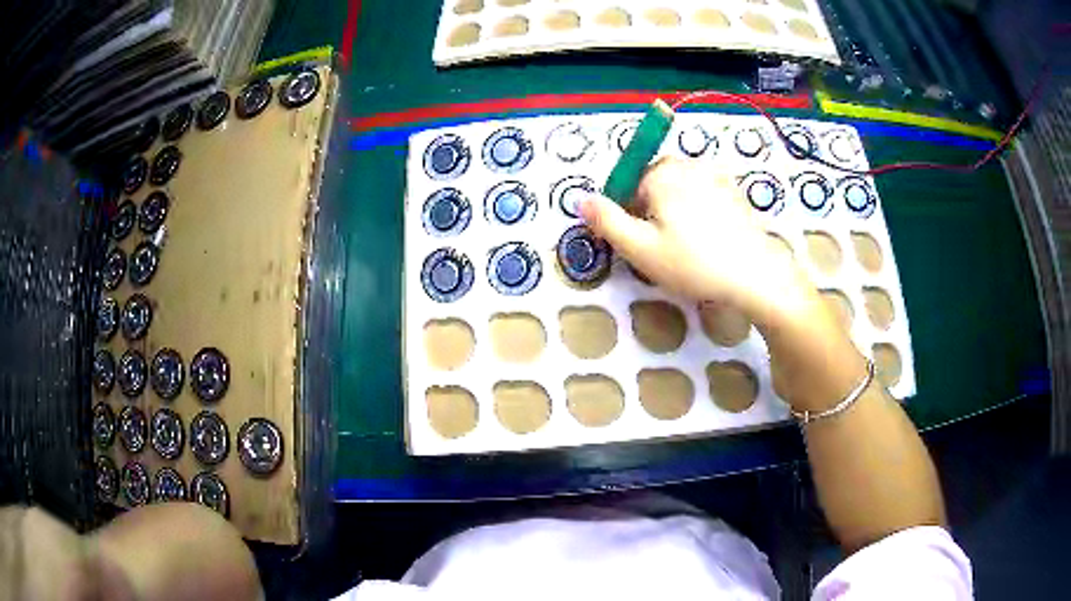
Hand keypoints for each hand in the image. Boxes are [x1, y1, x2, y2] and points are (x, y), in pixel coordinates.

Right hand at [580, 158, 810, 323]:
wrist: (756, 275)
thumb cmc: (694, 263)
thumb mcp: (640, 248)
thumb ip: (606, 221)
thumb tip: (580, 199)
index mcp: (662, 173)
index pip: (627, 186)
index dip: (628, 217)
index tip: (641, 245)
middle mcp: (688, 164)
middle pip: (653, 185)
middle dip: (652, 213)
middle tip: (664, 250)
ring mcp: (715, 175)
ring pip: (678, 191)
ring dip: (674, 214)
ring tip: (688, 249)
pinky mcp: (734, 190)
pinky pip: (702, 196)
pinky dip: (698, 213)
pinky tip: (708, 241)